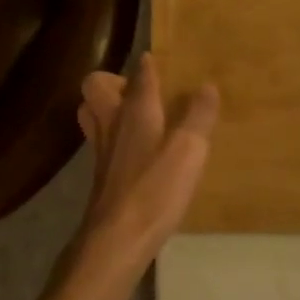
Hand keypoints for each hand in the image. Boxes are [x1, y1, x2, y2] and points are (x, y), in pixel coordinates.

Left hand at [71, 54, 218, 275]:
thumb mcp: (188, 150)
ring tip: (136, 117)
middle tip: (140, 92)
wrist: (116, 239)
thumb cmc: (154, 188)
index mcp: (135, 110)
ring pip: (92, 113)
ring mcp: (101, 149)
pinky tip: (136, 153)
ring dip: (107, 108)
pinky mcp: (100, 175)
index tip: (157, 60)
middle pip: (96, 87)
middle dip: (113, 81)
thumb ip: (199, 116)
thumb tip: (207, 85)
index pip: (140, 74)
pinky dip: (113, 137)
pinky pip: (100, 141)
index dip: (149, 64)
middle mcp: (112, 122)